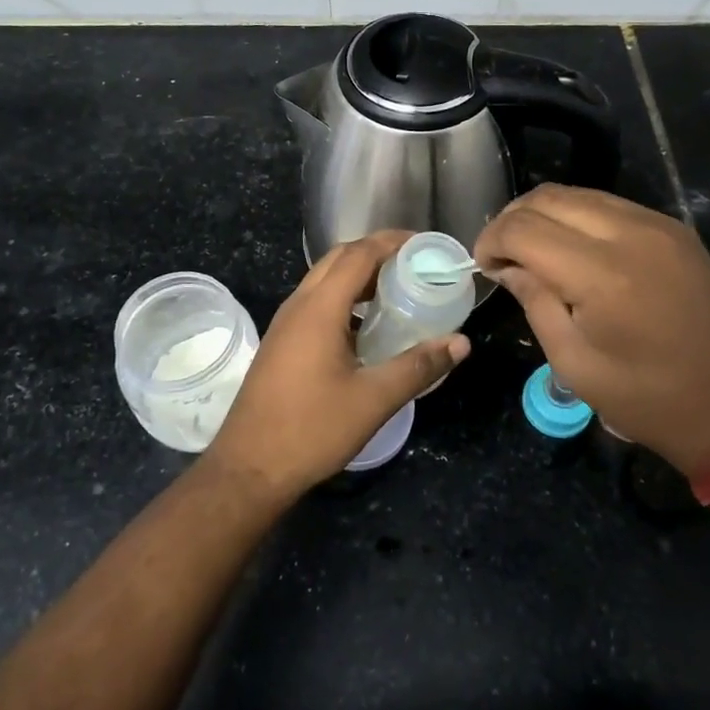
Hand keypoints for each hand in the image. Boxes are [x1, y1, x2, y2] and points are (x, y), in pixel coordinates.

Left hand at [207, 232, 469, 498]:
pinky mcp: (281, 342)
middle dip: (376, 251)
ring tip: (397, 289)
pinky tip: (367, 326)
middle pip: (339, 258)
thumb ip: (418, 366)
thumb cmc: (312, 429)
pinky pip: (316, 301)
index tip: (425, 244)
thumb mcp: (373, 399)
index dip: (392, 241)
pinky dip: (344, 297)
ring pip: (324, 279)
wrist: (248, 468)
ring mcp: (285, 323)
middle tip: (415, 263)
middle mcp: (299, 305)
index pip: (359, 253)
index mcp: (319, 308)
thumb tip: (460, 342)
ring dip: (359, 274)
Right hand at [474, 185, 709, 479]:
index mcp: (601, 273)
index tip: (482, 265)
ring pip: (579, 194)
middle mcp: (630, 233)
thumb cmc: (650, 400)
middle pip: (548, 198)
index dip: (491, 240)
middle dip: (513, 219)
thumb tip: (507, 266)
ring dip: (545, 214)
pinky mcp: (676, 229)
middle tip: (501, 254)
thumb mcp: (575, 364)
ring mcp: (658, 225)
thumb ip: (536, 302)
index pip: (523, 227)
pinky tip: (572, 247)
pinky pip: (611, 205)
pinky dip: (578, 216)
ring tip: (532, 249)